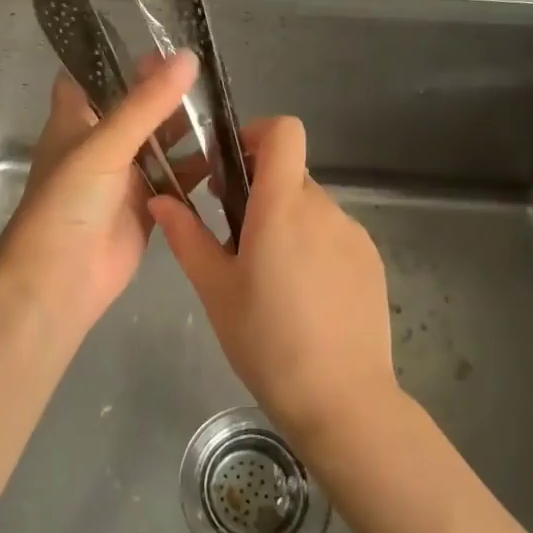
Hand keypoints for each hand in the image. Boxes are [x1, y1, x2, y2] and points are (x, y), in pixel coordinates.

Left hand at [0, 52, 198, 337]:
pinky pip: (175, 180)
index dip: (116, 58)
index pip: (89, 77)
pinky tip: (228, 155)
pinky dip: (197, 169)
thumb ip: (146, 103)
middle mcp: (99, 144)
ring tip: (226, 108)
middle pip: (134, 108)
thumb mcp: (105, 144)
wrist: (60, 280)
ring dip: (186, 129)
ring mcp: (123, 176)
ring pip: (159, 143)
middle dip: (165, 92)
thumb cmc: (69, 202)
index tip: (157, 41)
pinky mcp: (146, 206)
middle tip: (208, 72)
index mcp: (75, 121)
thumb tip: (187, 56)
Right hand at [150, 116, 395, 445]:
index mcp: (283, 206)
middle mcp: (324, 208)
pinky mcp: (371, 261)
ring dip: (286, 220)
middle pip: (291, 172)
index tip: (231, 166)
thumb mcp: (215, 289)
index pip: (284, 131)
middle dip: (260, 189)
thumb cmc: (267, 341)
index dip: (257, 133)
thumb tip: (161, 199)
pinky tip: (302, 295)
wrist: (343, 400)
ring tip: (268, 274)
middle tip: (235, 234)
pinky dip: (313, 244)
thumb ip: (186, 236)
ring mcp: (354, 234)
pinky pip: (334, 234)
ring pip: (311, 206)